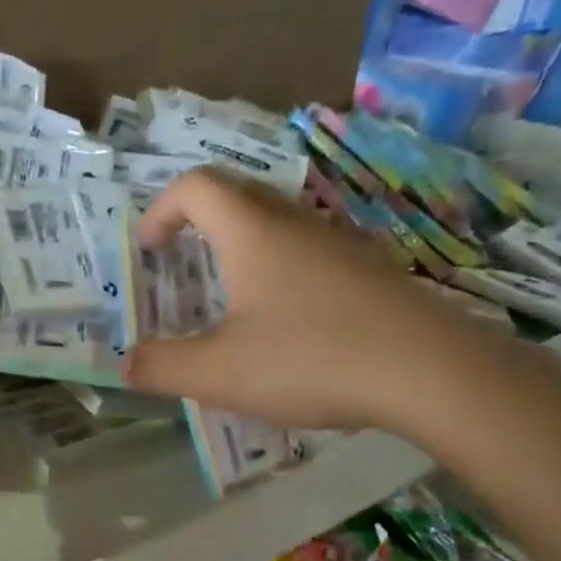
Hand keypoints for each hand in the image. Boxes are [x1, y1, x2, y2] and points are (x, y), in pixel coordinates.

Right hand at [125, 169, 489, 432]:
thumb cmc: (312, 360)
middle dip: (198, 225)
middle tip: (183, 269)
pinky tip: (289, 326)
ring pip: (279, 226)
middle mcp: (297, 224)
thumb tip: (127, 363)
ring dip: (243, 249)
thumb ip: (162, 367)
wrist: (432, 372)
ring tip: (232, 302)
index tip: (149, 251)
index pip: (196, 187)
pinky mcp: (372, 271)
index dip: (161, 210)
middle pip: (238, 197)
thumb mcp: (220, 374)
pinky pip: (311, 255)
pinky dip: (282, 273)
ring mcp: (342, 244)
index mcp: (252, 233)